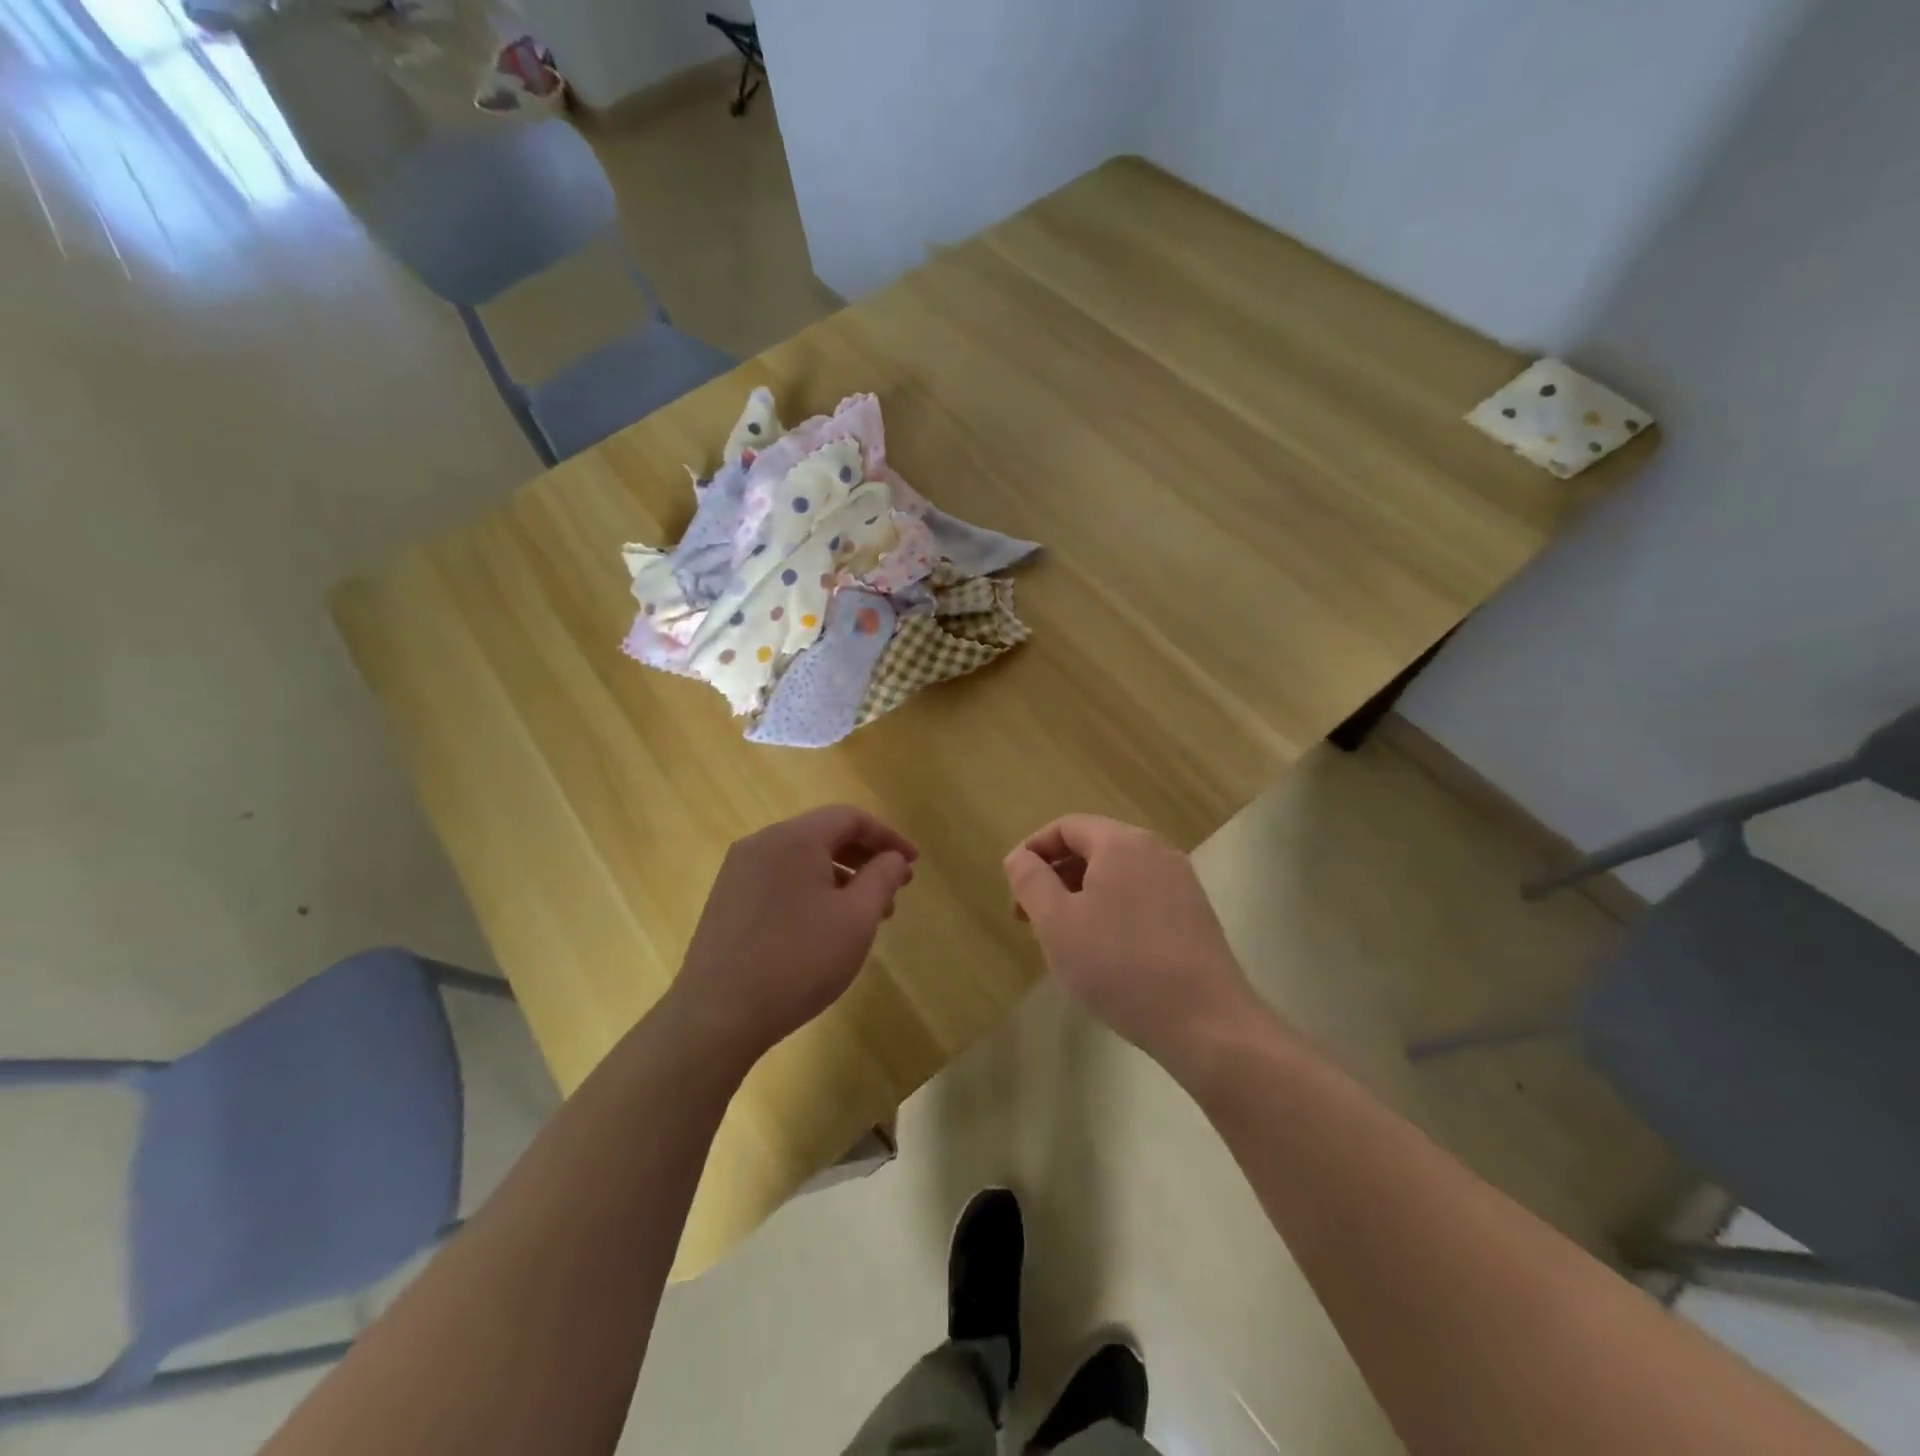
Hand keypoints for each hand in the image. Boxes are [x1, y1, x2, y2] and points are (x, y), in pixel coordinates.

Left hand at [669, 806, 916, 1063]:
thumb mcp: (856, 919)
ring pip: (802, 859)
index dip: (888, 836)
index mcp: (794, 838)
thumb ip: (882, 878)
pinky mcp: (727, 899)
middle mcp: (762, 843)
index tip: (913, 864)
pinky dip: (811, 889)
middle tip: (895, 889)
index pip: (851, 817)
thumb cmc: (798, 961)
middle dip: (865, 857)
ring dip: (840, 876)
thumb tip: (894, 858)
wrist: (717, 1014)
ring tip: (865, 915)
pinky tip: (824, 926)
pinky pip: (780, 878)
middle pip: (824, 834)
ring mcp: (738, 871)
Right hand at [1003, 815, 1260, 1065]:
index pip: (1066, 827)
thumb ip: (1031, 882)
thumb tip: (1019, 856)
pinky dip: (1112, 910)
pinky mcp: (1194, 914)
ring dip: (1082, 896)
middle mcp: (1156, 850)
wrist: (1206, 1023)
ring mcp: (1181, 882)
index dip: (1033, 852)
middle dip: (1056, 876)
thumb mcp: (1057, 924)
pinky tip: (1105, 952)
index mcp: (1122, 843)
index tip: (1015, 891)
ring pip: (1117, 874)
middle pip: (1093, 846)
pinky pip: (1140, 896)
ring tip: (1065, 939)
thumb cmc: (1120, 966)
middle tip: (1032, 919)